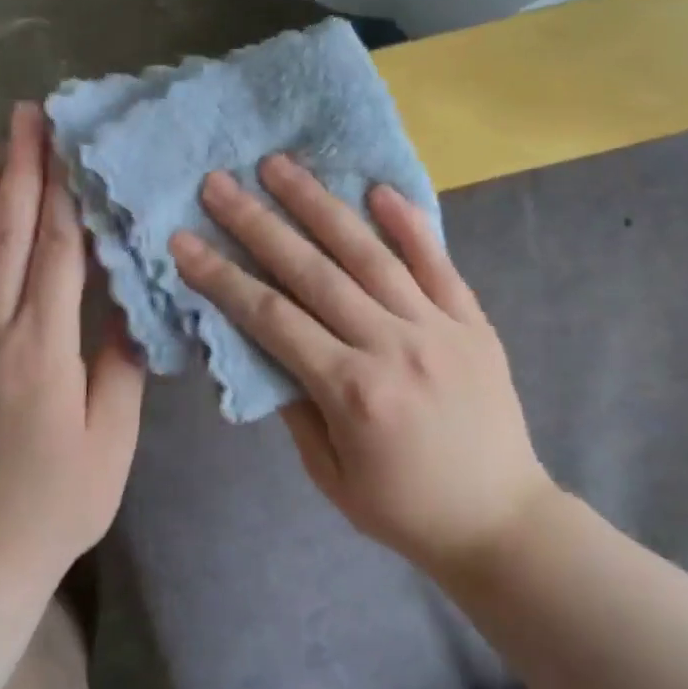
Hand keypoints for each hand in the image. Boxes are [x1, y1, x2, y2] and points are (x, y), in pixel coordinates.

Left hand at [0, 103, 145, 590]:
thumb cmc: (61, 501)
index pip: (55, 252)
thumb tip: (126, 302)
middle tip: (24, 114)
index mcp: (44, 349)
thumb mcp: (113, 440)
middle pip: (8, 237)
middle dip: (19, 169)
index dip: (61, 192)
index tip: (65, 142)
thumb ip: (119, 364)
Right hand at [170, 155, 552, 576]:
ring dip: (320, 205)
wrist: (503, 522)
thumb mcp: (331, 476)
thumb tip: (266, 345)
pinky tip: (378, 188)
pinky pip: (437, 263)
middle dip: (258, 223)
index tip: (184, 240)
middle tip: (219, 182)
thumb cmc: (405, 509)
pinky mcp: (472, 320)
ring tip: (281, 165)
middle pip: (312, 271)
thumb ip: (295, 407)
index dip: (222, 277)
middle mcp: (392, 346)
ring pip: (368, 254)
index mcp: (352, 391)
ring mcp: (438, 327)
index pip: (271, 318)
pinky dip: (408, 223)